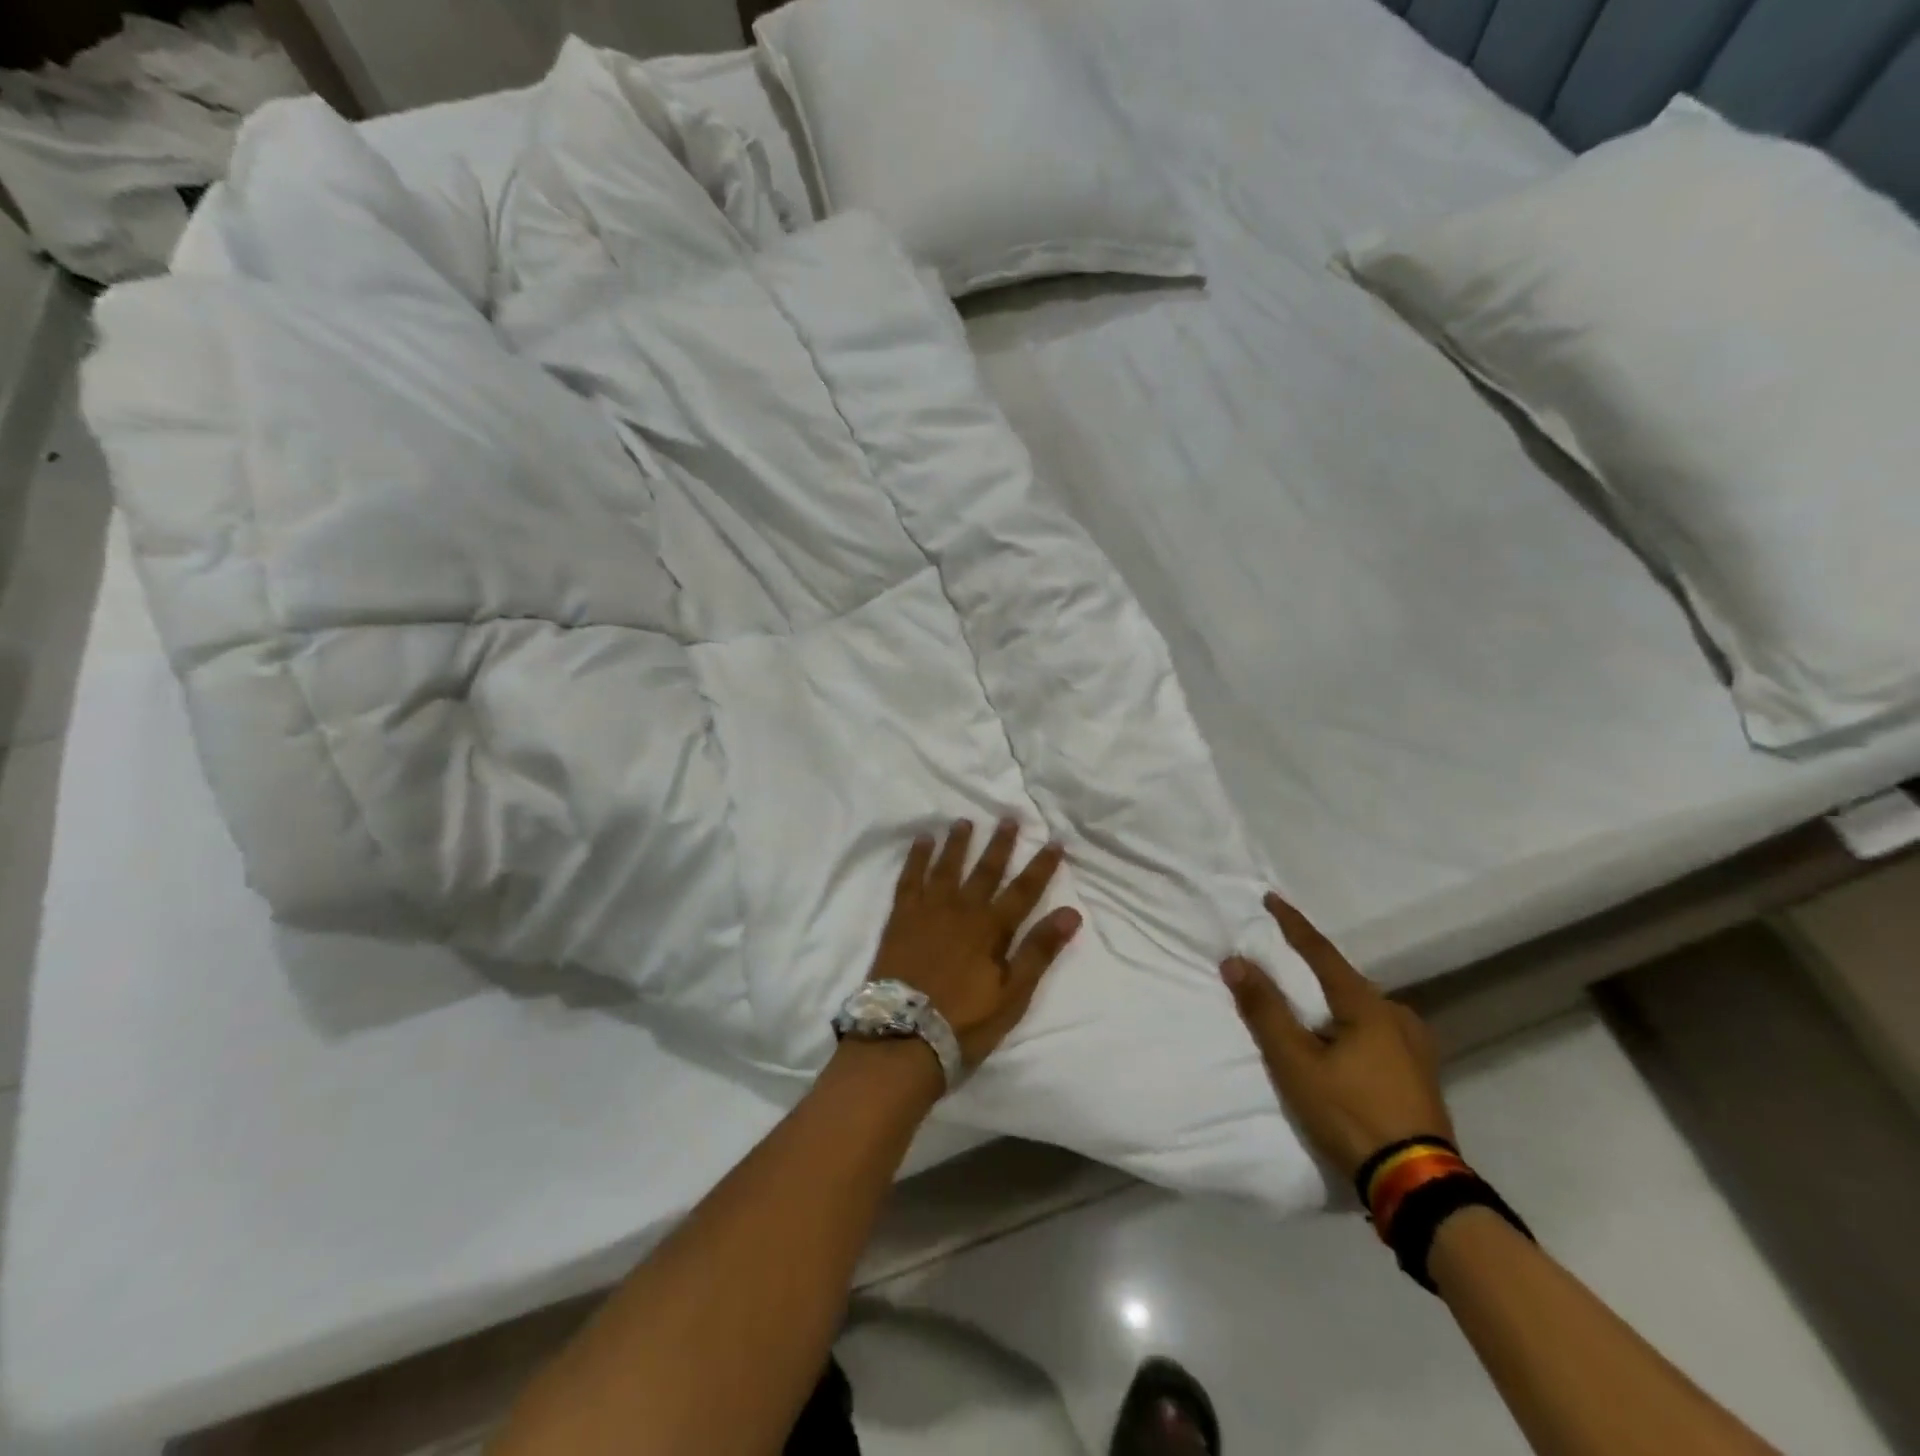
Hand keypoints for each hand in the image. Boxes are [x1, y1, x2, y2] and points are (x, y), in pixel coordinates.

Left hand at [869, 819, 1081, 1069]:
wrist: (904, 1035)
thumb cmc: (965, 1021)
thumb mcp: (1012, 994)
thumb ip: (1039, 951)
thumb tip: (1071, 913)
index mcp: (991, 928)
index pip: (1023, 890)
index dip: (1041, 866)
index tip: (1054, 842)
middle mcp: (962, 909)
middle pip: (985, 870)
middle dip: (1000, 844)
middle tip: (1008, 818)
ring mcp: (928, 910)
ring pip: (947, 866)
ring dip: (958, 843)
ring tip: (965, 821)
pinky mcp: (901, 917)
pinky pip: (910, 878)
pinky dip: (917, 857)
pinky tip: (922, 841)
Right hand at [1221, 892, 1454, 1183]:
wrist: (1418, 1184)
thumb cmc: (1350, 1113)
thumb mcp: (1296, 1063)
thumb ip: (1265, 1010)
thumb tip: (1236, 961)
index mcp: (1367, 1005)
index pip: (1321, 952)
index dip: (1292, 924)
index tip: (1271, 898)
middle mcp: (1396, 1015)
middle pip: (1344, 980)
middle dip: (1313, 971)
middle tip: (1283, 969)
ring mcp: (1416, 1046)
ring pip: (1363, 1008)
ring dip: (1334, 1003)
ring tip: (1310, 1015)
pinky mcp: (1422, 1073)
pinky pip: (1377, 1032)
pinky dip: (1352, 1027)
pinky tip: (1344, 1046)